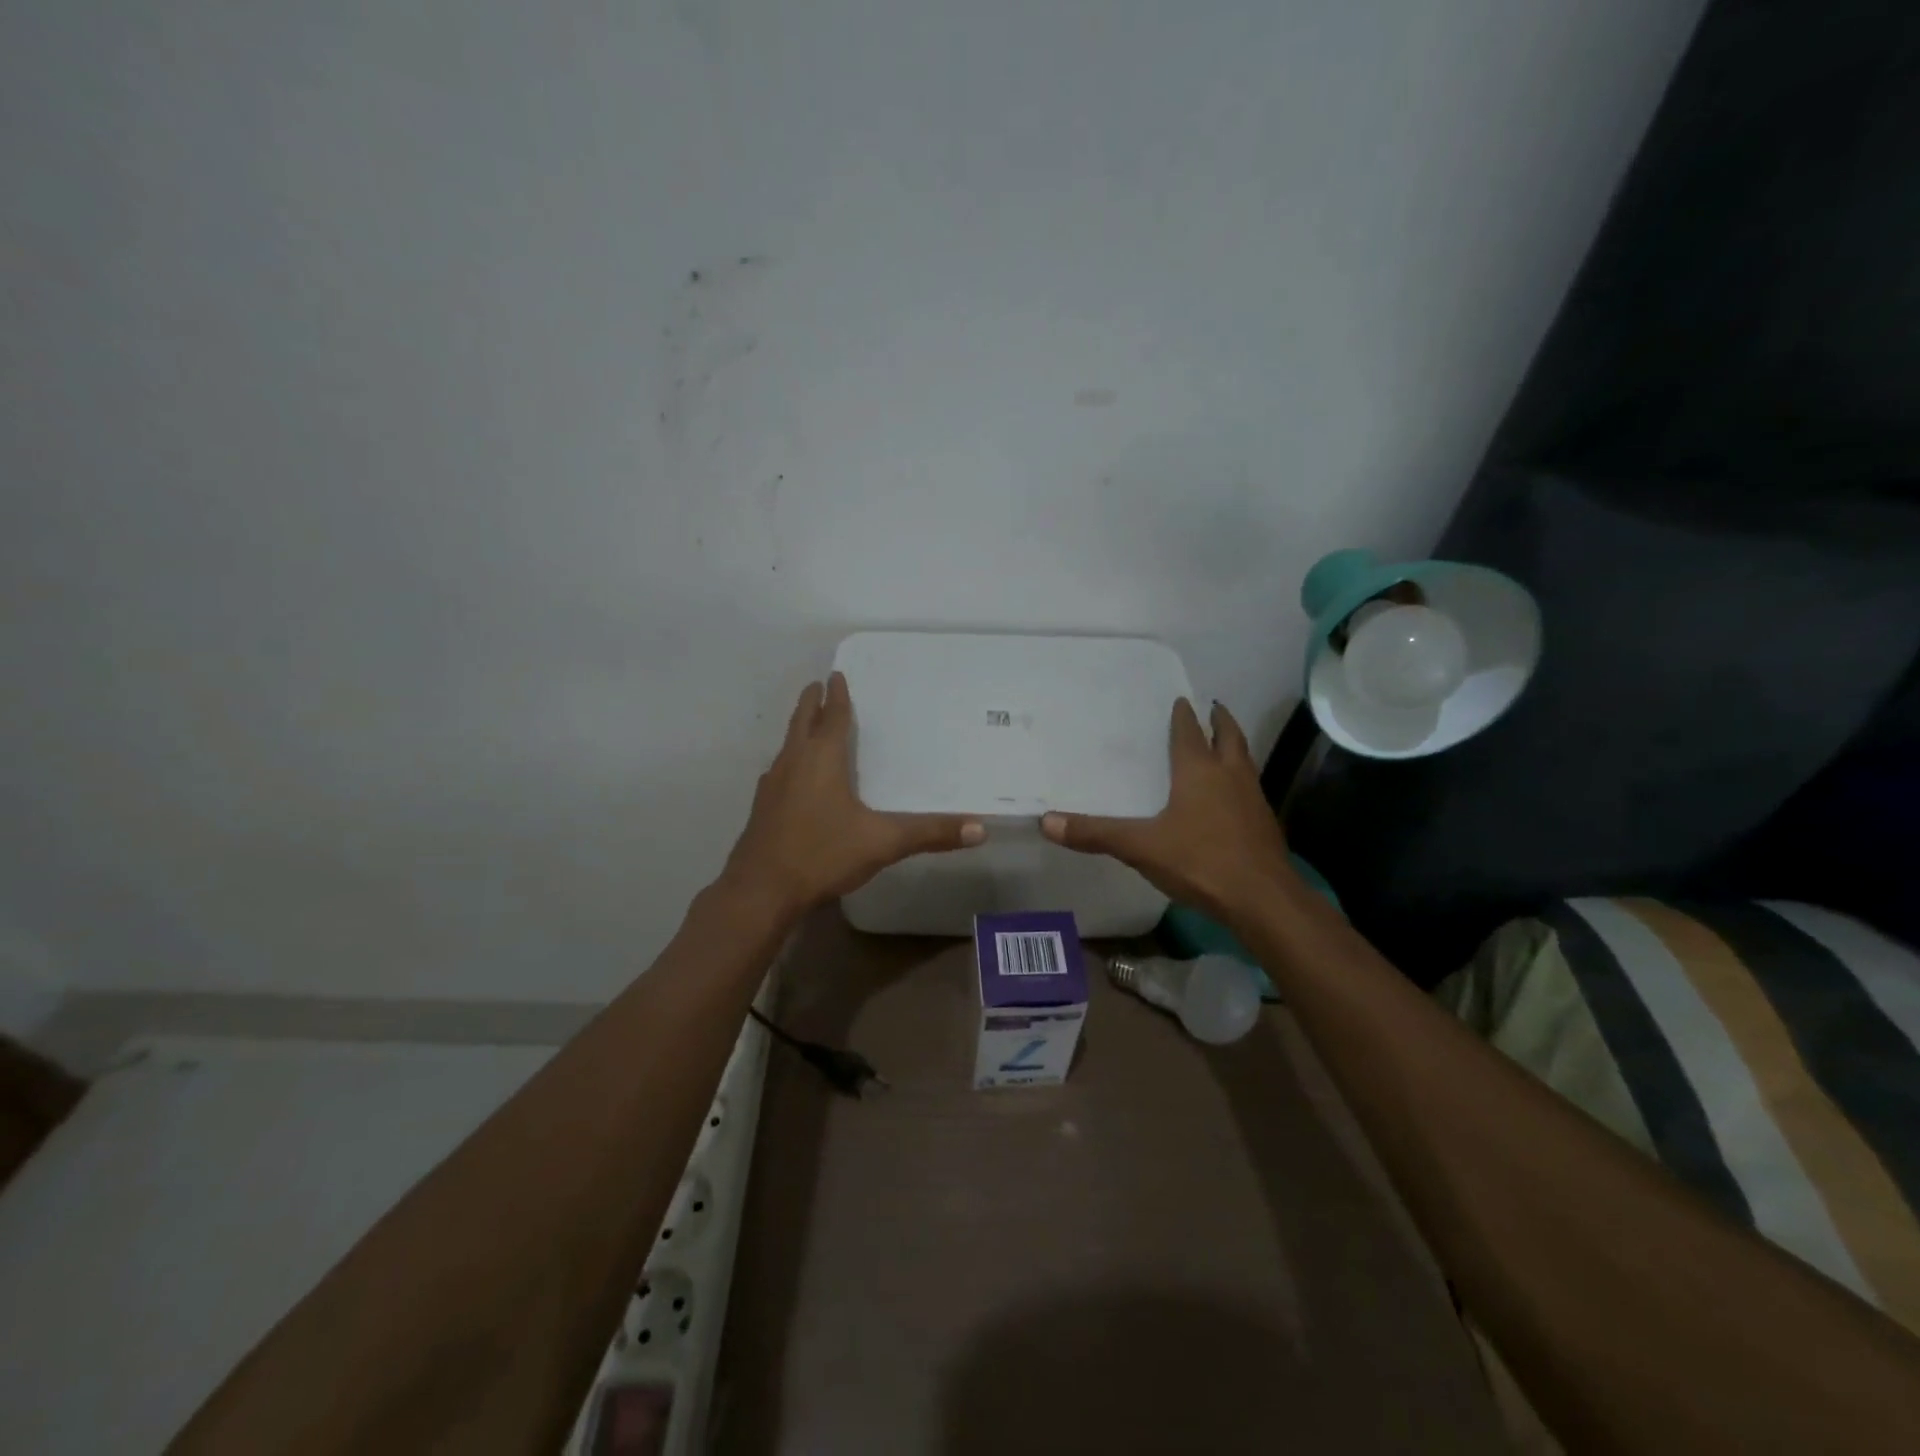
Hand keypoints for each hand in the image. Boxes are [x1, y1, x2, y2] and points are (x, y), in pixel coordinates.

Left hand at [721, 673, 984, 917]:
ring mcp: (772, 787)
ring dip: (798, 731)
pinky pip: (779, 772)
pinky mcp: (762, 810)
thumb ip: (930, 833)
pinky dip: (791, 762)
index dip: (836, 696)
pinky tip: (795, 779)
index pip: (830, 717)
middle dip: (810, 703)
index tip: (835, 675)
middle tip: (817, 685)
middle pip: (801, 723)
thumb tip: (980, 828)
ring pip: (787, 747)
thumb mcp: (882, 842)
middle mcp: (793, 764)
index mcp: (821, 760)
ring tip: (808, 727)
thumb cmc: (822, 855)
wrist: (761, 892)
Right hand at [1041, 699, 1293, 922]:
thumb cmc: (1200, 861)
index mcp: (1199, 771)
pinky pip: (1249, 789)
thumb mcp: (1140, 847)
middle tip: (1211, 708)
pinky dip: (1239, 779)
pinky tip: (1230, 796)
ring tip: (1222, 744)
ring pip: (1244, 761)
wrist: (1263, 899)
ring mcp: (1252, 799)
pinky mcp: (1264, 824)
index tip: (1180, 699)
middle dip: (1220, 720)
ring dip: (1233, 748)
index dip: (1183, 715)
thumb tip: (1046, 822)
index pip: (1190, 732)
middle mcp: (1230, 776)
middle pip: (1229, 736)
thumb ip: (1096, 833)